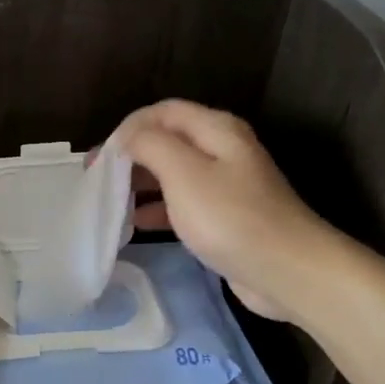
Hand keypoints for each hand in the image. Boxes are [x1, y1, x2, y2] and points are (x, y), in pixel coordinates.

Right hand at [115, 99, 337, 322]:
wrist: (287, 272)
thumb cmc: (230, 217)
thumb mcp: (183, 172)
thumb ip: (149, 145)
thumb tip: (126, 136)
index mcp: (216, 130)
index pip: (162, 111)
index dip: (128, 127)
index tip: (100, 157)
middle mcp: (222, 150)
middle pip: (167, 141)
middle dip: (130, 156)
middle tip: (96, 180)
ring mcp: (226, 186)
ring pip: (172, 174)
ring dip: (140, 184)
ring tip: (109, 203)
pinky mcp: (226, 218)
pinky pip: (183, 204)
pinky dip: (157, 210)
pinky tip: (135, 227)